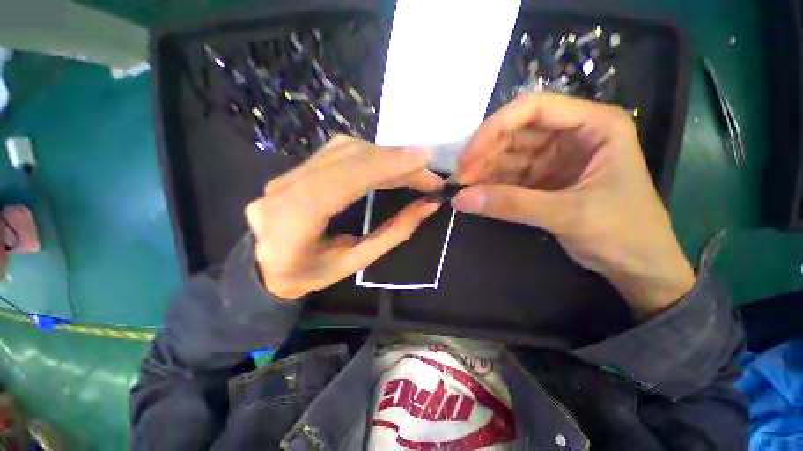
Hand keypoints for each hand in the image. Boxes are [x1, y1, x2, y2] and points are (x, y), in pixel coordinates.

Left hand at [246, 135, 443, 299]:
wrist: (266, 267)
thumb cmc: (310, 275)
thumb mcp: (355, 263)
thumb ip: (393, 233)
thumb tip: (427, 205)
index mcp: (294, 223)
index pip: (342, 180)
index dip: (384, 165)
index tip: (423, 159)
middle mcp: (285, 189)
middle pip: (347, 158)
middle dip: (394, 161)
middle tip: (427, 173)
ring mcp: (286, 174)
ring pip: (343, 149)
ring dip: (384, 156)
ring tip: (413, 170)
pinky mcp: (295, 168)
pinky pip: (337, 151)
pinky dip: (370, 154)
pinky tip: (388, 164)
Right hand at [453, 94, 694, 314]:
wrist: (639, 265)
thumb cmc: (623, 233)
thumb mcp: (568, 215)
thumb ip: (512, 205)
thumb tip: (460, 200)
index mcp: (593, 125)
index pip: (533, 109)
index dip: (494, 128)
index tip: (467, 157)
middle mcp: (571, 135)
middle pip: (514, 133)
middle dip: (483, 155)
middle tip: (459, 180)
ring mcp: (554, 158)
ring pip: (507, 155)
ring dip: (483, 172)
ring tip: (462, 190)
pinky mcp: (542, 180)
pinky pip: (509, 176)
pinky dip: (490, 185)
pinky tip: (475, 195)